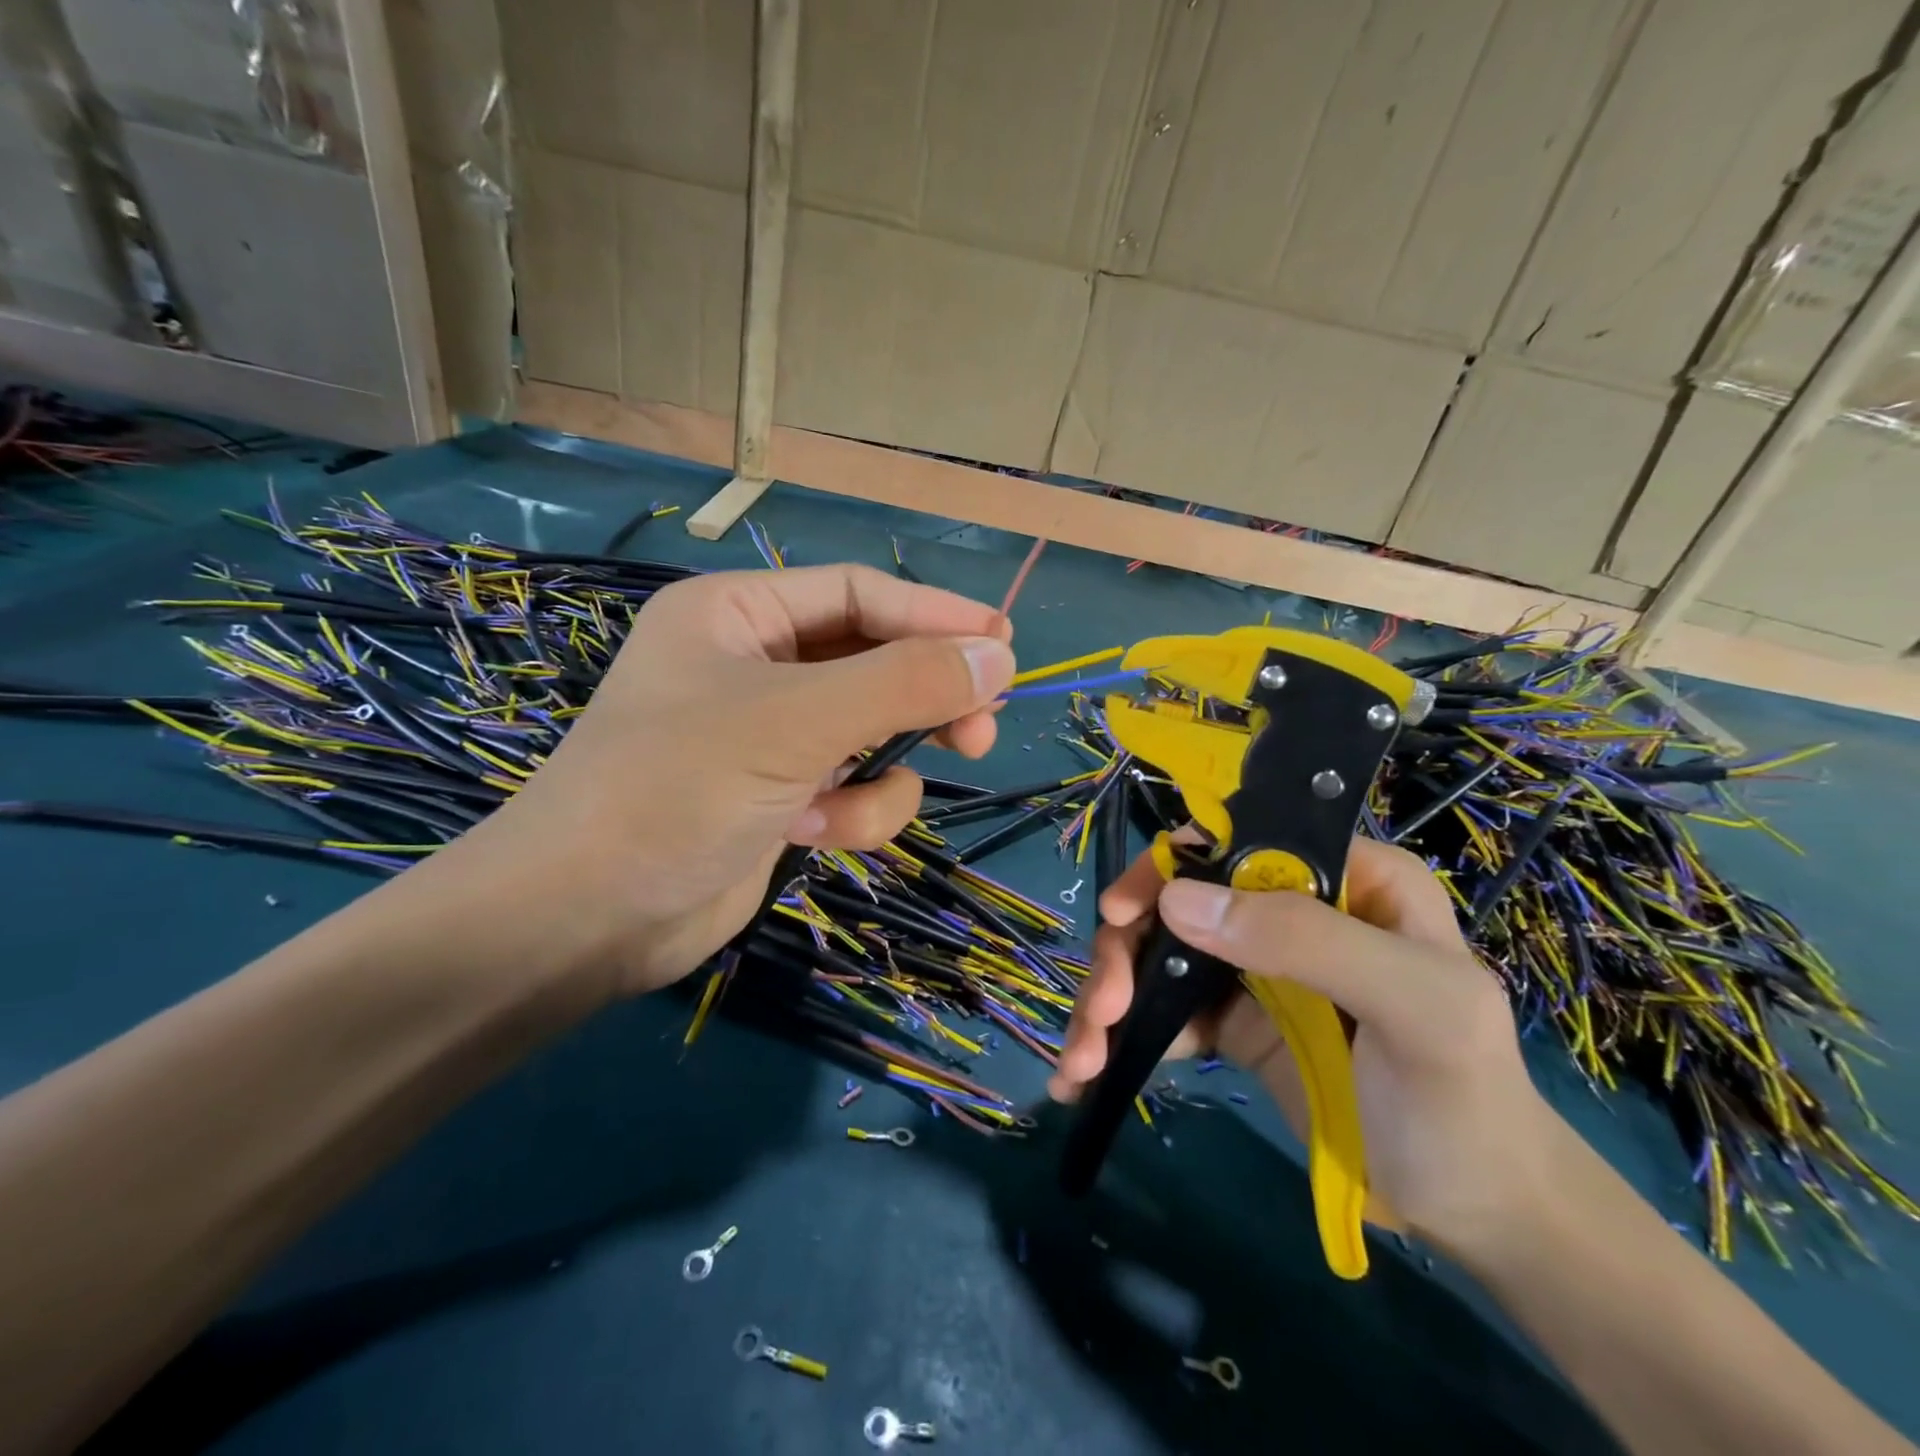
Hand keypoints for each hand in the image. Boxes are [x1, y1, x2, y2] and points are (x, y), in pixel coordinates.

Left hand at [422, 564, 1014, 999]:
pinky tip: (810, 836)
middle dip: (924, 700)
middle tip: (981, 730)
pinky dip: (851, 814)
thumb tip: (999, 655)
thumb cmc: (675, 789)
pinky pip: (853, 787)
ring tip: (846, 811)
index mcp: (739, 613)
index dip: (936, 615)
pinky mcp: (781, 796)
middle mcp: (755, 663)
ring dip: (877, 775)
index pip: (860, 594)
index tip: (1005, 646)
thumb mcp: (796, 721)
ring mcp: (769, 734)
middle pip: (875, 662)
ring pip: (872, 733)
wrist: (585, 922)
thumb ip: (904, 683)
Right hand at [1048, 837, 1559, 1257]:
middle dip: (1125, 951)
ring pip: (1157, 952)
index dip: (1168, 867)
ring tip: (1082, 1057)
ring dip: (1110, 997)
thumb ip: (1307, 940)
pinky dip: (1122, 1034)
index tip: (1121, 914)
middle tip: (1100, 1010)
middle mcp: (1287, 909)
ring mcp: (1254, 966)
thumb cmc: (1465, 1100)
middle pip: (1178, 900)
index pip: (1236, 841)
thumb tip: (1178, 899)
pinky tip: (1090, 1073)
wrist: (1479, 1215)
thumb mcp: (1416, 1008)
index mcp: (1343, 878)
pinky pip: (1163, 1007)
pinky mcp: (1232, 1020)